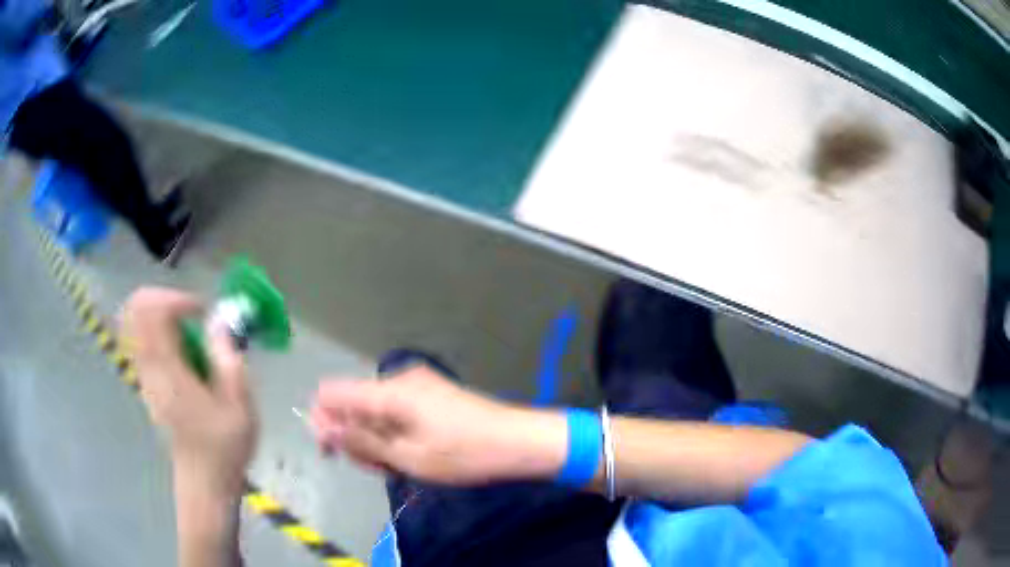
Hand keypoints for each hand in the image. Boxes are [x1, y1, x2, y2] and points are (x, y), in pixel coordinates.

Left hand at [121, 287, 256, 499]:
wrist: (204, 481)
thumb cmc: (225, 447)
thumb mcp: (240, 405)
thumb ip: (228, 358)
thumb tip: (218, 320)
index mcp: (169, 373)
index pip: (153, 312)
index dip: (178, 299)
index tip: (204, 313)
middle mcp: (149, 368)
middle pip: (136, 309)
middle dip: (164, 297)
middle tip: (192, 314)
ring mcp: (144, 375)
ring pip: (135, 321)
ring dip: (161, 312)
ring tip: (189, 331)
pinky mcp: (146, 382)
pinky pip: (140, 338)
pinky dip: (157, 329)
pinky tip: (182, 348)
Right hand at [310, 365, 565, 484]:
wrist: (519, 442)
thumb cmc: (464, 454)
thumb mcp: (408, 456)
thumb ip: (361, 440)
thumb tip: (321, 425)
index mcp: (390, 391)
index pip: (333, 393)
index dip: (324, 421)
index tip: (334, 453)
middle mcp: (399, 379)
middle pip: (353, 404)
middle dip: (356, 438)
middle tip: (381, 468)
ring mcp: (416, 385)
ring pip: (374, 411)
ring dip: (376, 440)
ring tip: (401, 465)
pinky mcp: (429, 393)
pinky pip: (394, 411)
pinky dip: (394, 434)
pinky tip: (411, 454)